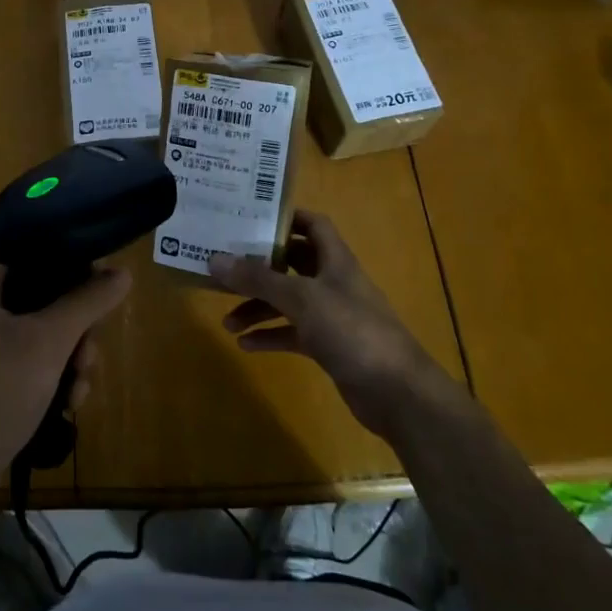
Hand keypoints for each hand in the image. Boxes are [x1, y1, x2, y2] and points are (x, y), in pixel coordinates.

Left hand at [0, 267, 130, 532]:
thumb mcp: (47, 342)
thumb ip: (87, 301)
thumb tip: (123, 270)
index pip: (40, 255)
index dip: (78, 269)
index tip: (104, 297)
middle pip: (50, 298)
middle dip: (79, 330)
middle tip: (87, 358)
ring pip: (48, 336)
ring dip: (73, 362)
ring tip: (77, 393)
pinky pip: (36, 367)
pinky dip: (55, 382)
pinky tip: (66, 407)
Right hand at [209, 211, 452, 440]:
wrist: (397, 392)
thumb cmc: (352, 330)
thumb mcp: (301, 299)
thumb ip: (258, 279)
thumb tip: (215, 259)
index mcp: (335, 261)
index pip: (313, 225)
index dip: (285, 218)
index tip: (249, 219)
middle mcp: (333, 283)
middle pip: (292, 264)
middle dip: (260, 268)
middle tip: (226, 269)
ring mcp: (332, 316)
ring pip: (288, 302)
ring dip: (259, 308)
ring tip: (227, 321)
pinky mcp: (329, 346)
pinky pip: (292, 334)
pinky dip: (270, 335)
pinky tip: (246, 344)